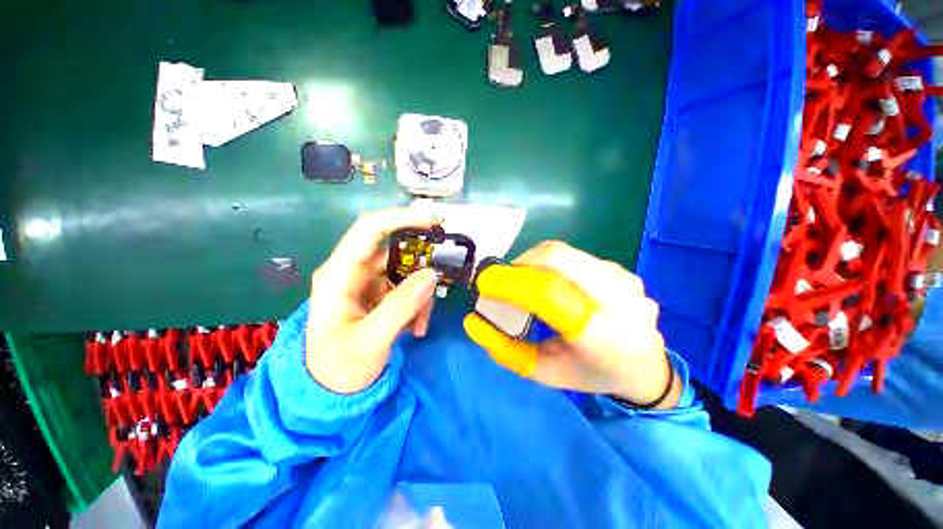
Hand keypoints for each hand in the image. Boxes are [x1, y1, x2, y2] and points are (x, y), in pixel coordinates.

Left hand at [305, 208, 442, 393]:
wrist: (329, 393)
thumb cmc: (340, 367)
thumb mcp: (372, 339)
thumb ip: (402, 304)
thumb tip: (432, 273)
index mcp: (339, 274)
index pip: (371, 229)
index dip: (404, 217)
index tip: (437, 219)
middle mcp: (352, 271)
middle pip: (394, 251)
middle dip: (421, 264)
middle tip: (443, 272)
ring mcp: (366, 283)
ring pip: (405, 273)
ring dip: (420, 295)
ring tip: (421, 324)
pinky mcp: (378, 295)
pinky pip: (406, 289)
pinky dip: (417, 305)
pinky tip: (416, 329)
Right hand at [464, 241, 680, 407]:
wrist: (647, 367)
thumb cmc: (592, 374)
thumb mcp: (545, 373)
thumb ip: (506, 350)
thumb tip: (474, 321)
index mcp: (600, 334)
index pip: (548, 293)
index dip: (511, 283)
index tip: (486, 283)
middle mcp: (617, 298)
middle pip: (557, 258)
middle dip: (521, 263)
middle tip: (505, 279)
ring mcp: (623, 278)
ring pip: (564, 253)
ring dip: (535, 262)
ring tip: (525, 281)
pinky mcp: (622, 269)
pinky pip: (576, 256)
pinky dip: (553, 264)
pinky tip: (553, 283)